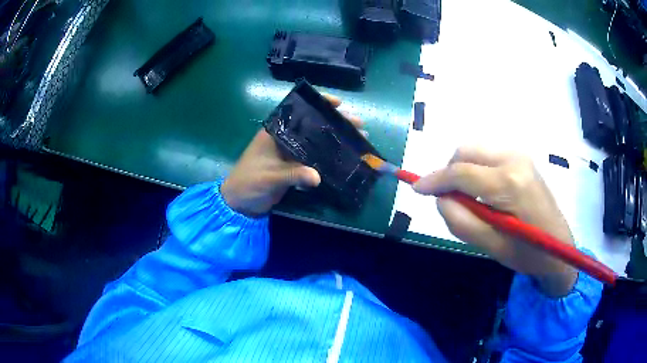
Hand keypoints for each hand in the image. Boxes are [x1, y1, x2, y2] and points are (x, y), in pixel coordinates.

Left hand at [221, 95, 362, 216]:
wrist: (239, 204)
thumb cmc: (248, 182)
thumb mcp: (269, 177)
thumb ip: (292, 175)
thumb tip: (318, 177)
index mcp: (275, 131)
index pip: (299, 110)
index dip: (319, 104)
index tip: (339, 103)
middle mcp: (285, 137)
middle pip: (313, 124)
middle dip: (336, 122)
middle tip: (359, 124)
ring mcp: (291, 152)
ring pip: (317, 141)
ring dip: (336, 139)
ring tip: (359, 138)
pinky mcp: (294, 166)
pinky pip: (315, 158)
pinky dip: (329, 157)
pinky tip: (345, 157)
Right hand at [413, 147, 576, 296]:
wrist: (559, 249)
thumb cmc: (527, 253)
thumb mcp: (490, 245)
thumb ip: (460, 220)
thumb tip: (440, 197)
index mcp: (508, 182)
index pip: (461, 172)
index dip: (434, 179)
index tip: (417, 188)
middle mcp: (514, 159)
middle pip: (466, 151)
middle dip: (449, 171)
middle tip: (448, 198)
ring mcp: (520, 155)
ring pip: (476, 150)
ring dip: (463, 170)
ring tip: (468, 198)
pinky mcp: (523, 159)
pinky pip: (489, 155)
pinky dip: (477, 168)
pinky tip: (483, 191)